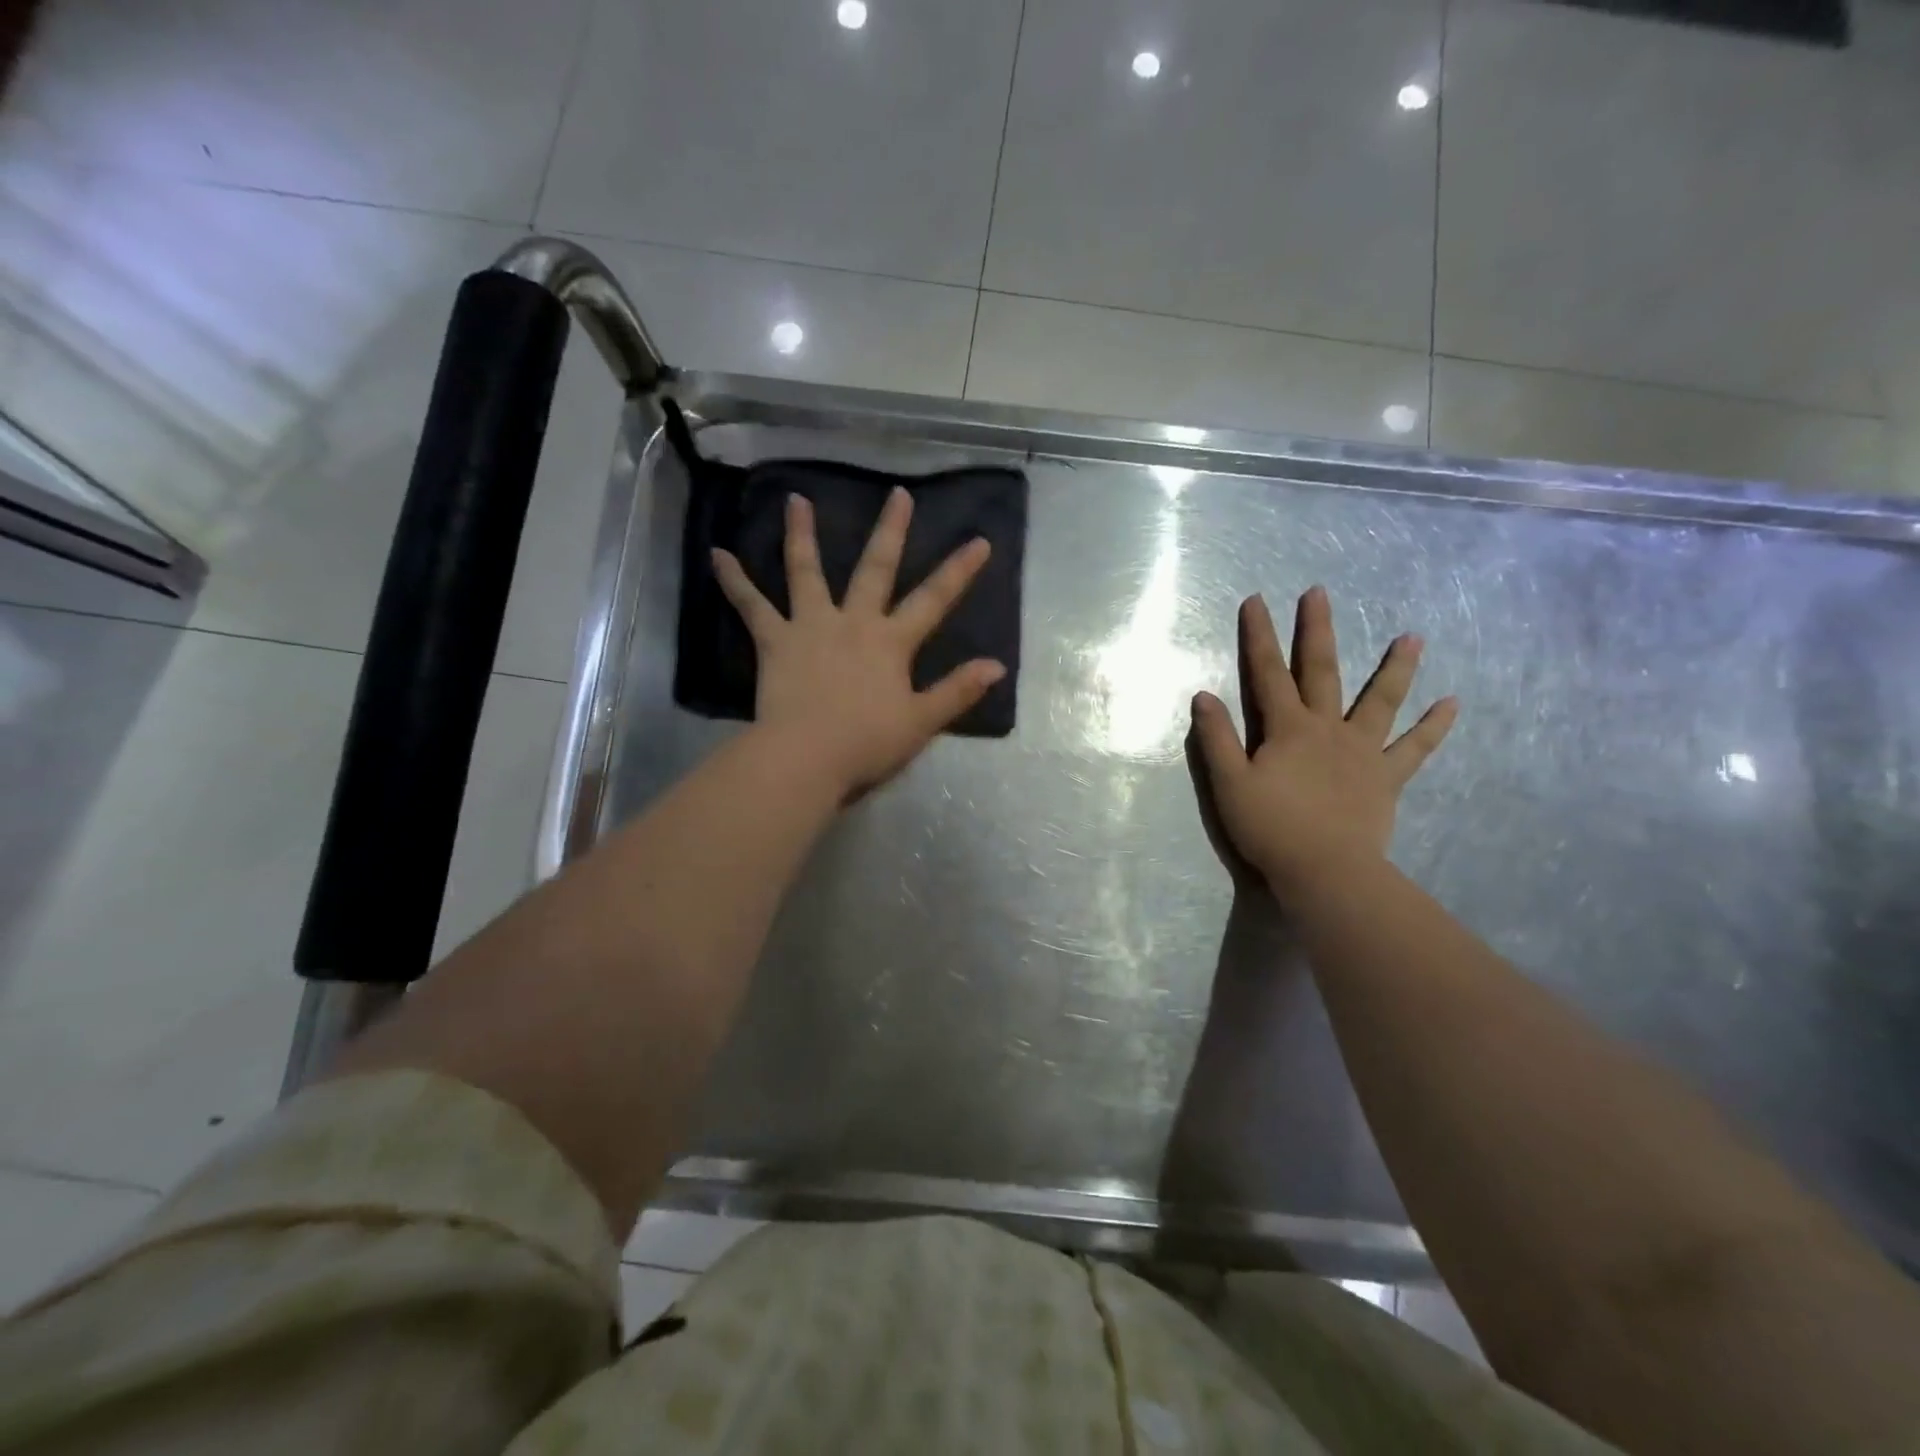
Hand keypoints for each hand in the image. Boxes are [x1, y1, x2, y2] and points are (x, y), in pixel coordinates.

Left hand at [712, 487, 1003, 797]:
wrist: (806, 756)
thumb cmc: (867, 742)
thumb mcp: (922, 721)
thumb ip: (958, 690)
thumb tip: (998, 665)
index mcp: (891, 642)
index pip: (934, 599)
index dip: (959, 571)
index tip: (979, 540)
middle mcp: (853, 622)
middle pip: (875, 568)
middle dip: (891, 530)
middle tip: (897, 493)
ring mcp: (810, 626)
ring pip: (806, 571)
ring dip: (802, 534)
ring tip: (796, 500)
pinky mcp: (775, 640)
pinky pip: (751, 605)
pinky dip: (734, 580)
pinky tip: (718, 554)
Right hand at [1188, 587, 1456, 903]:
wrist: (1325, 871)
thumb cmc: (1270, 828)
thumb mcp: (1229, 783)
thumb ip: (1217, 738)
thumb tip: (1204, 695)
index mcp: (1288, 728)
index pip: (1268, 673)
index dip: (1259, 636)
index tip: (1256, 600)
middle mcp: (1327, 728)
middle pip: (1322, 671)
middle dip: (1316, 630)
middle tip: (1319, 593)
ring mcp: (1363, 751)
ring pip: (1381, 701)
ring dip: (1395, 667)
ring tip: (1412, 637)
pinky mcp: (1386, 778)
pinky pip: (1415, 748)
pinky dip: (1434, 727)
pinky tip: (1452, 704)